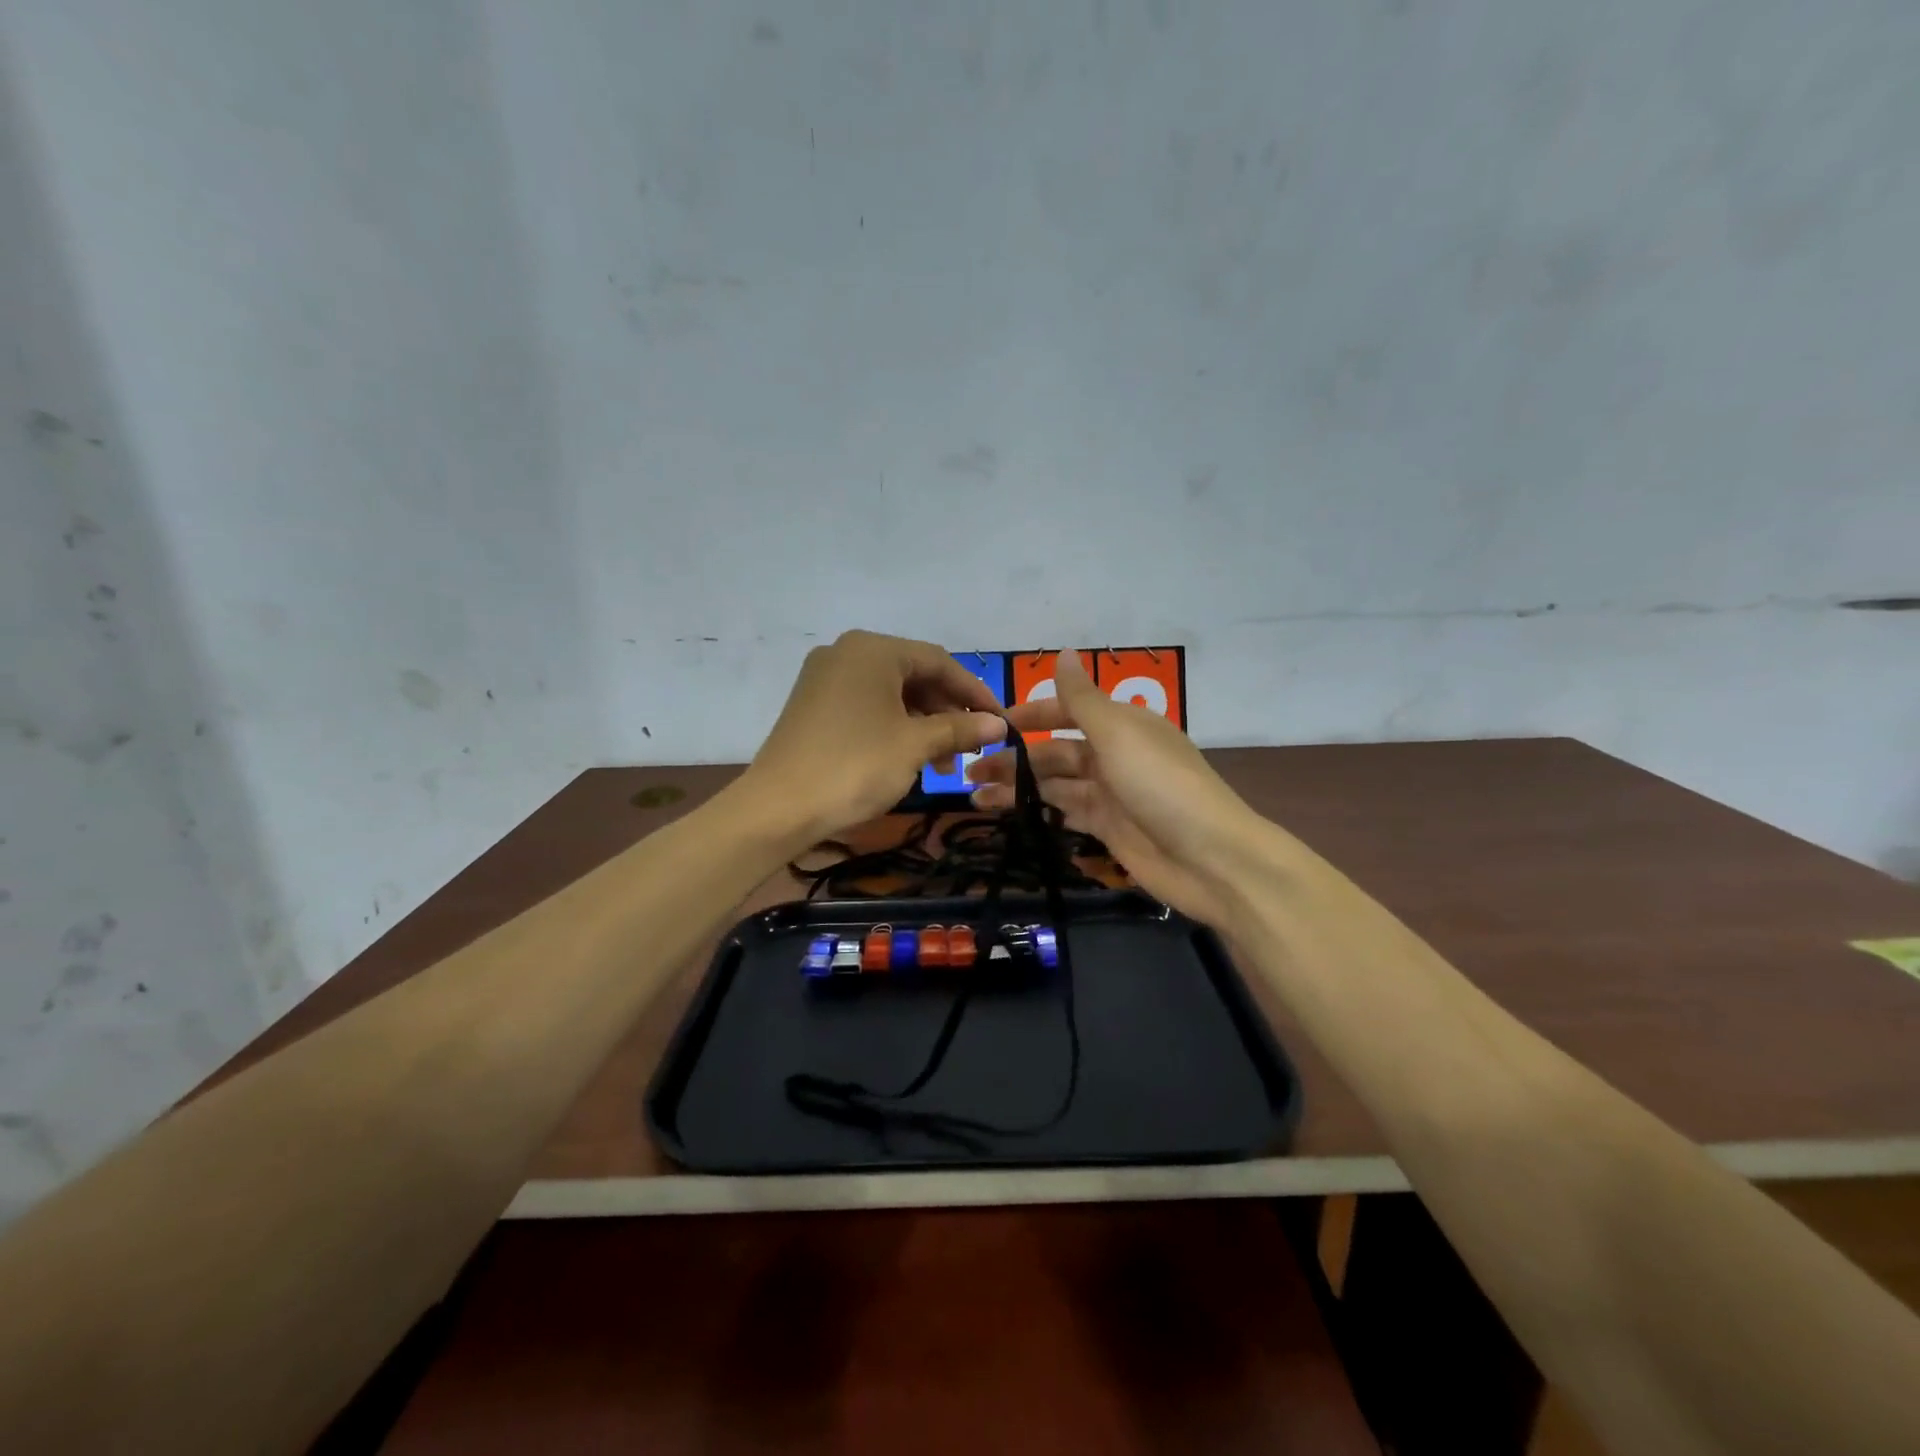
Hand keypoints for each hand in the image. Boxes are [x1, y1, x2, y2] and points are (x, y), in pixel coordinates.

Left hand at [748, 630, 1006, 840]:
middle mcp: (846, 653)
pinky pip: (866, 705)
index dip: (974, 692)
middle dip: (946, 712)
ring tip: (943, 766)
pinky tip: (908, 758)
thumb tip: (1000, 724)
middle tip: (970, 748)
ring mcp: (825, 678)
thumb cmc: (855, 767)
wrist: (777, 808)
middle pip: (913, 675)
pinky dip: (893, 727)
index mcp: (873, 650)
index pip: (938, 661)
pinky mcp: (813, 704)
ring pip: (890, 693)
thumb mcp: (915, 746)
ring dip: (922, 724)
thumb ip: (960, 728)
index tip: (1000, 721)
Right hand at [966, 650, 1258, 926]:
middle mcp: (1115, 754)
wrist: (1210, 859)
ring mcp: (1111, 794)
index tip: (991, 724)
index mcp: (1122, 724)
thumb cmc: (1161, 785)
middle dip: (1015, 756)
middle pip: (1056, 750)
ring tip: (973, 793)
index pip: (1068, 710)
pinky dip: (1035, 810)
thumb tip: (1062, 652)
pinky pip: (1064, 811)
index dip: (1031, 714)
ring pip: (1054, 783)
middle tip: (969, 766)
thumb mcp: (1118, 734)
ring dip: (1017, 785)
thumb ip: (1082, 699)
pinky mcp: (1107, 828)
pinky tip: (1003, 812)